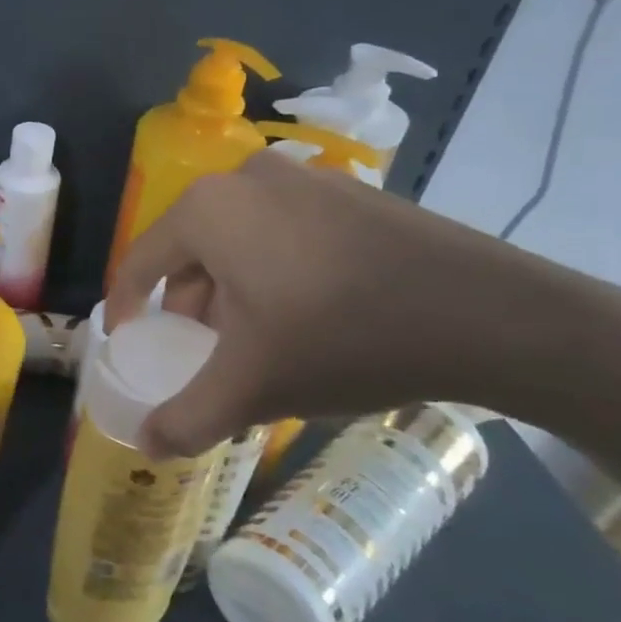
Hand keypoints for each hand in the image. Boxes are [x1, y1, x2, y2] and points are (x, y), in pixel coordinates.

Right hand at [108, 150, 564, 457]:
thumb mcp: (252, 387)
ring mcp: (303, 178)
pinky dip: (275, 268)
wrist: (493, 316)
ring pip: (238, 239)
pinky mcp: (349, 191)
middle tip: (203, 349)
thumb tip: (146, 444)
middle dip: (188, 302)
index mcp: (205, 211)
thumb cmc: (343, 339)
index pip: (140, 261)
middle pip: (190, 249)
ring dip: (232, 287)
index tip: (130, 343)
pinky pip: (283, 230)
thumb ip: (186, 417)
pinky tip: (308, 312)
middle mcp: (244, 179)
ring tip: (257, 337)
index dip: (127, 308)